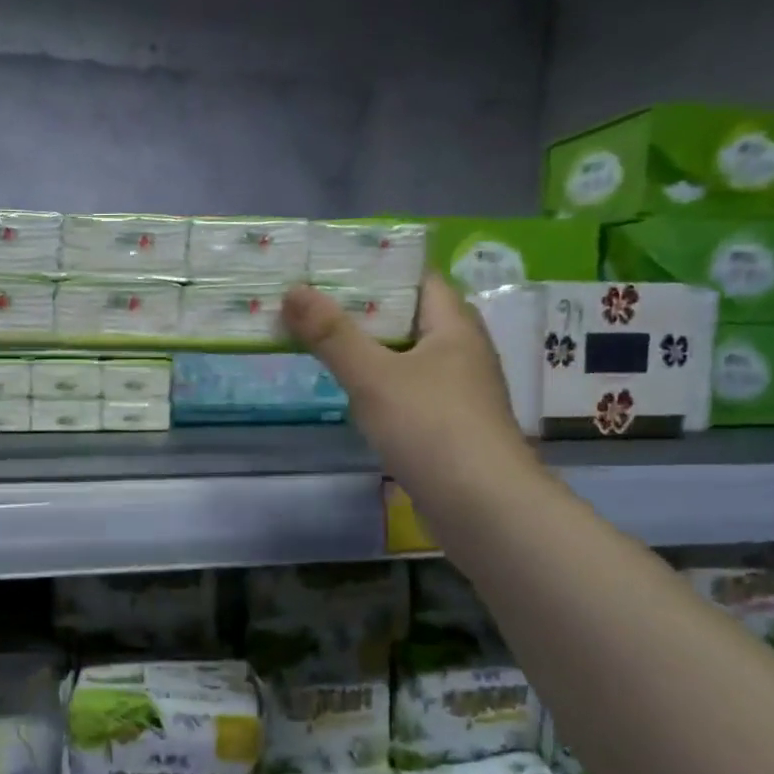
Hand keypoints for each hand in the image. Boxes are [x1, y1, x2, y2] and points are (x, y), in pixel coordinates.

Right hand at [282, 273, 532, 495]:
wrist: (481, 506)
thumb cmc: (430, 427)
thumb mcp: (373, 375)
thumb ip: (331, 334)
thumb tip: (293, 289)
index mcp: (454, 327)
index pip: (419, 278)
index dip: (378, 268)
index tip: (331, 267)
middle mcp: (462, 352)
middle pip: (410, 317)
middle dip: (363, 310)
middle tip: (313, 303)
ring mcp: (457, 393)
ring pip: (407, 357)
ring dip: (369, 349)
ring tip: (321, 342)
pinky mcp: (447, 427)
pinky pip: (408, 391)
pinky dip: (379, 385)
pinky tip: (351, 393)